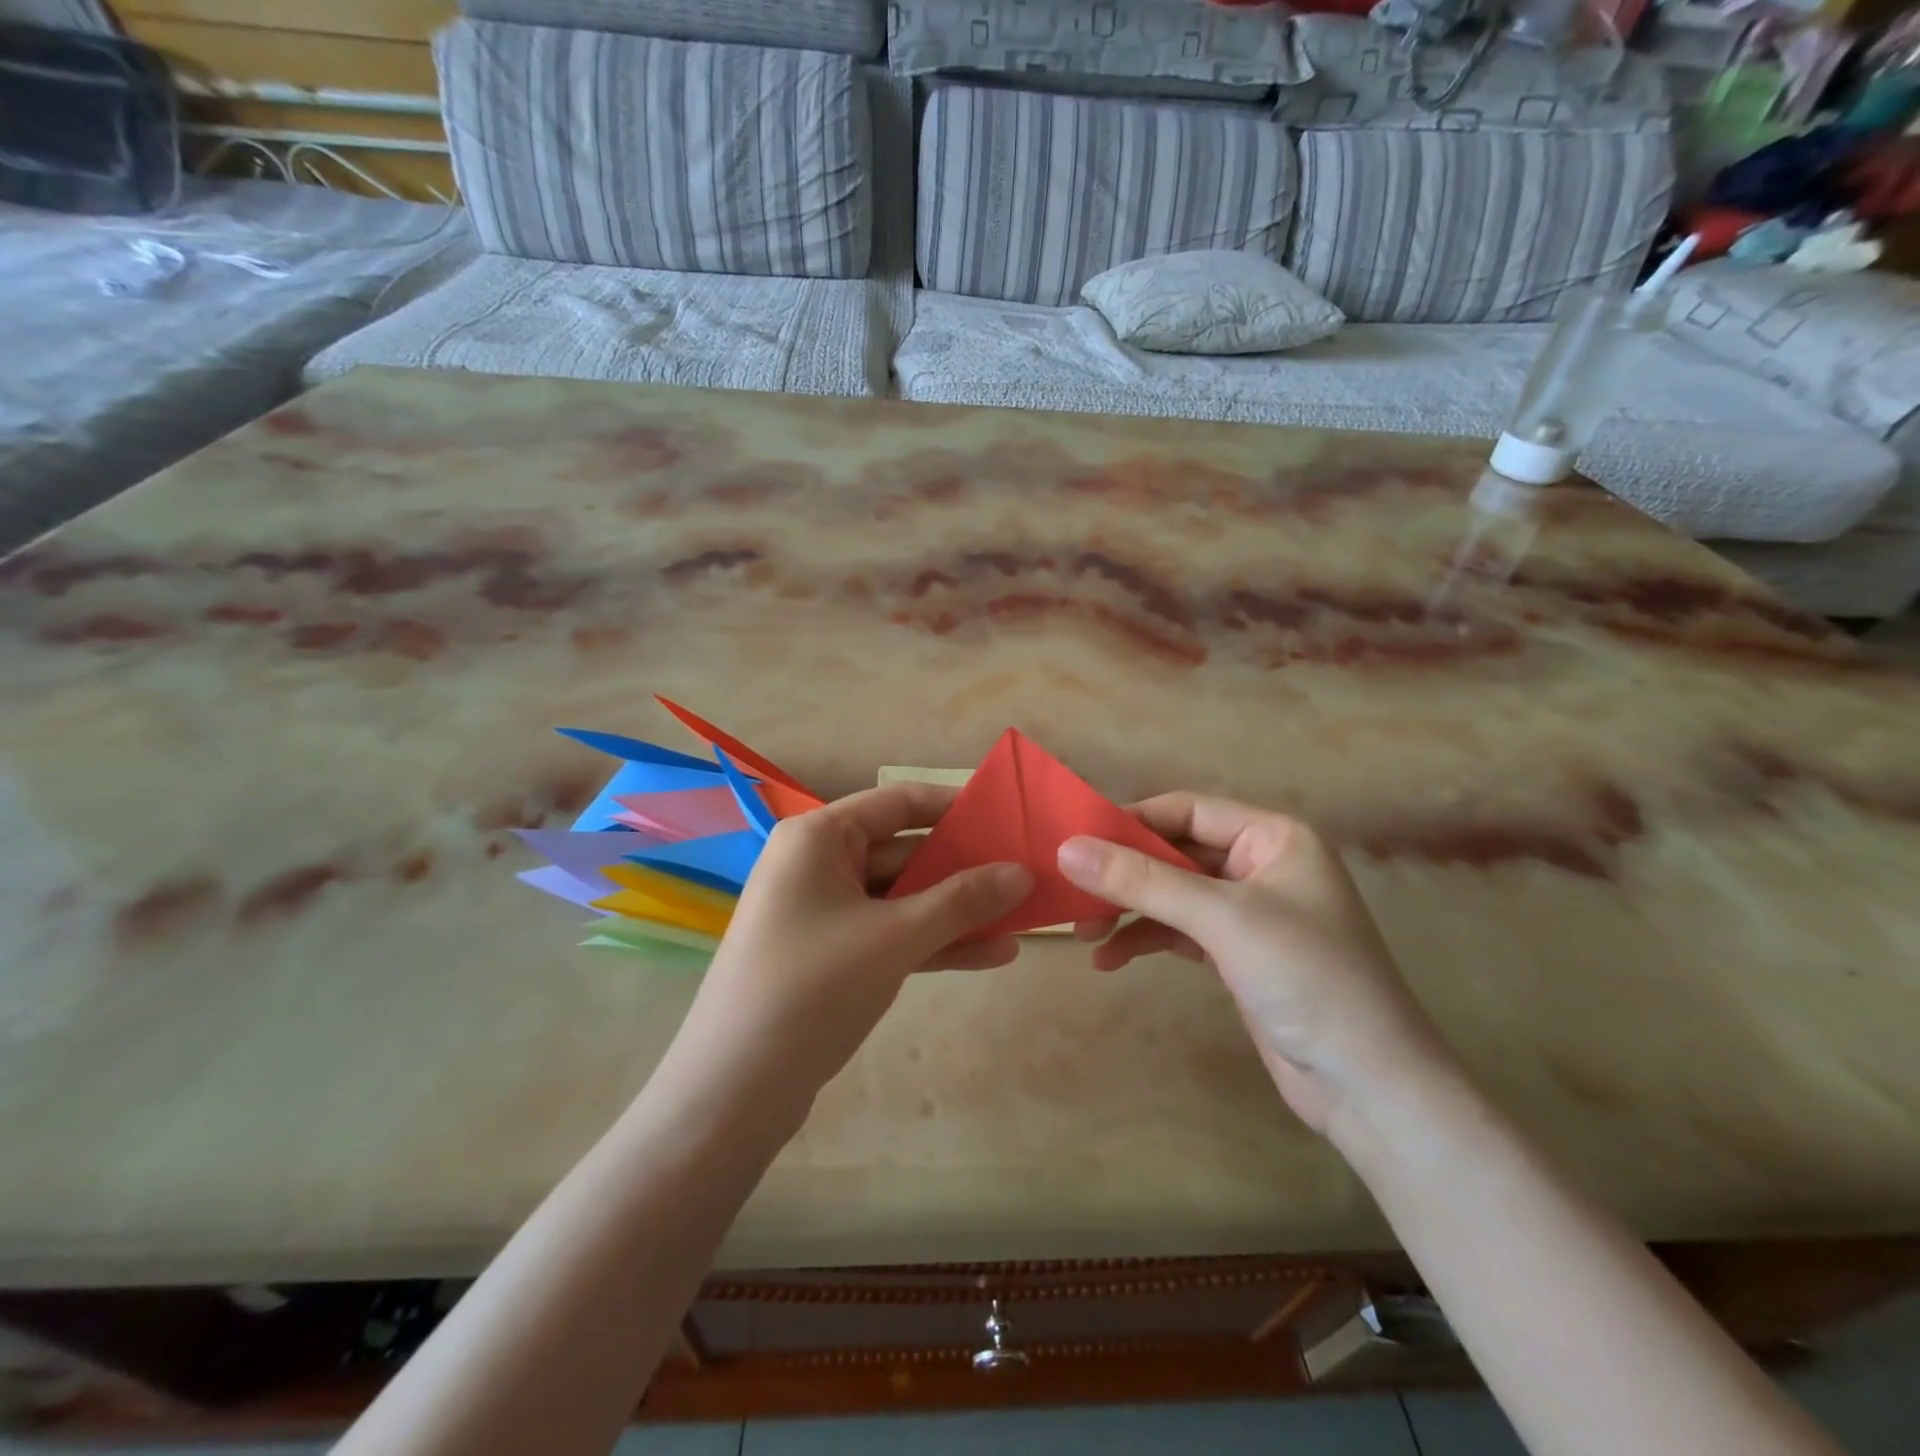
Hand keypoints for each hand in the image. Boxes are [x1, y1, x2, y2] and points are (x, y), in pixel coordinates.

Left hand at [677, 783, 1032, 1103]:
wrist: (734, 1092)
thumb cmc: (813, 987)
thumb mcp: (896, 937)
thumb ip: (963, 900)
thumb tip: (1022, 873)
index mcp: (820, 837)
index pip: (899, 803)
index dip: (955, 808)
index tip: (1007, 818)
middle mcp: (819, 865)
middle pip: (905, 853)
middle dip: (966, 869)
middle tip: (1027, 876)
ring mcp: (825, 914)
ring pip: (903, 900)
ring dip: (958, 911)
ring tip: (1022, 919)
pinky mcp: (832, 958)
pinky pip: (892, 936)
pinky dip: (935, 943)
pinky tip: (993, 955)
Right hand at [1058, 794, 1453, 1134]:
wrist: (1369, 1087)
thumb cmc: (1307, 978)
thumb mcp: (1222, 919)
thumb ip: (1143, 880)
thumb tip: (1066, 849)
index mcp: (1273, 837)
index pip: (1187, 810)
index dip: (1130, 821)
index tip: (1075, 840)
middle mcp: (1261, 865)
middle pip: (1174, 852)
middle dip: (1123, 873)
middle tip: (1071, 894)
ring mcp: (1248, 911)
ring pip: (1171, 893)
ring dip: (1128, 909)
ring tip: (1083, 932)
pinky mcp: (1237, 954)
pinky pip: (1178, 931)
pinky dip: (1144, 940)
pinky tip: (1110, 959)